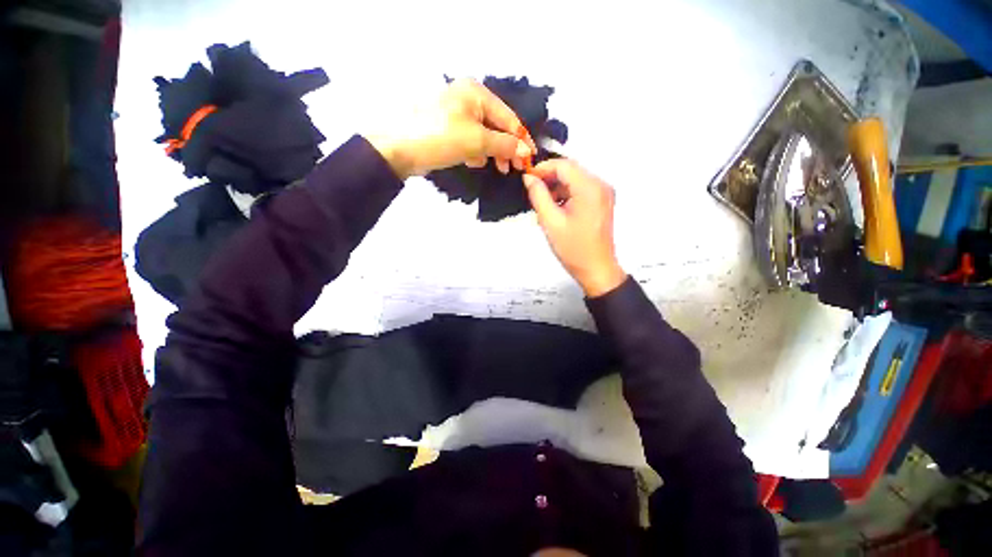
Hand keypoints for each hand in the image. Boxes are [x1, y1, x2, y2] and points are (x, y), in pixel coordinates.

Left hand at [367, 79, 535, 178]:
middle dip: (507, 147)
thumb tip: (526, 151)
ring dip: (492, 152)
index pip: (508, 117)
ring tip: (498, 168)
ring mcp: (457, 114)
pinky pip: (471, 140)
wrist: (400, 149)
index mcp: (476, 92)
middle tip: (514, 169)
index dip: (521, 139)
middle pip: (497, 126)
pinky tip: (476, 162)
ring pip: (485, 135)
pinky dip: (476, 152)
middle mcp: (468, 98)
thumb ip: (505, 144)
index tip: (531, 158)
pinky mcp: (449, 130)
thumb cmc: (441, 137)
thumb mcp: (477, 140)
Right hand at [523, 160, 626, 297]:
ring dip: (557, 188)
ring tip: (543, 204)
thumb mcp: (550, 222)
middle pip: (571, 171)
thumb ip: (538, 196)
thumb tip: (529, 178)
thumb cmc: (573, 248)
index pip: (564, 165)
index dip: (543, 168)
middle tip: (533, 193)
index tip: (527, 179)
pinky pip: (581, 190)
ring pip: (575, 180)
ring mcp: (603, 193)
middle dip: (550, 178)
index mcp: (590, 188)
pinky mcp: (602, 202)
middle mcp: (601, 185)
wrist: (596, 269)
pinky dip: (566, 195)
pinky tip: (556, 209)